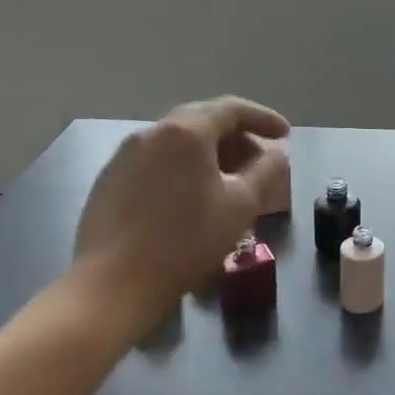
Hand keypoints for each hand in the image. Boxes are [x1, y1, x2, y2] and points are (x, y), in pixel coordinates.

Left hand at [68, 96, 289, 332]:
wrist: (112, 286)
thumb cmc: (186, 242)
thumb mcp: (241, 206)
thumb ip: (266, 171)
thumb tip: (277, 153)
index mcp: (185, 131)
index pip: (231, 109)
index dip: (263, 118)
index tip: (285, 134)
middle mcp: (152, 133)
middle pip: (202, 121)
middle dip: (237, 137)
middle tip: (260, 160)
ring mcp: (124, 156)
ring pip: (178, 142)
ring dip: (209, 153)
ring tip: (229, 181)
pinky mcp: (109, 181)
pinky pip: (156, 161)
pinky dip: (183, 168)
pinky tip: (192, 197)